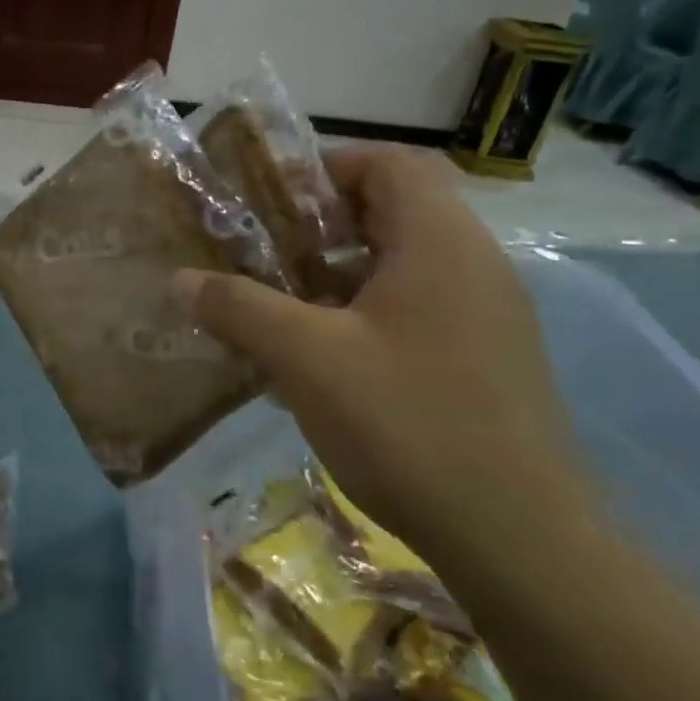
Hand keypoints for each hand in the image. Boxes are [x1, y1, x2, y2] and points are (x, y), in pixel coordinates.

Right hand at [175, 145, 588, 571]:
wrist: (519, 537)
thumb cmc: (407, 422)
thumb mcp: (306, 358)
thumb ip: (239, 308)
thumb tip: (181, 279)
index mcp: (440, 241)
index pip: (391, 163)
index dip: (329, 168)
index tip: (274, 203)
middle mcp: (474, 264)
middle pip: (395, 211)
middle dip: (322, 226)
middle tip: (265, 252)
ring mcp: (487, 315)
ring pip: (403, 265)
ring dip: (339, 273)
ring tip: (282, 305)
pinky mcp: (487, 359)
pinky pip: (418, 309)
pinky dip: (365, 313)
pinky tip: (323, 360)